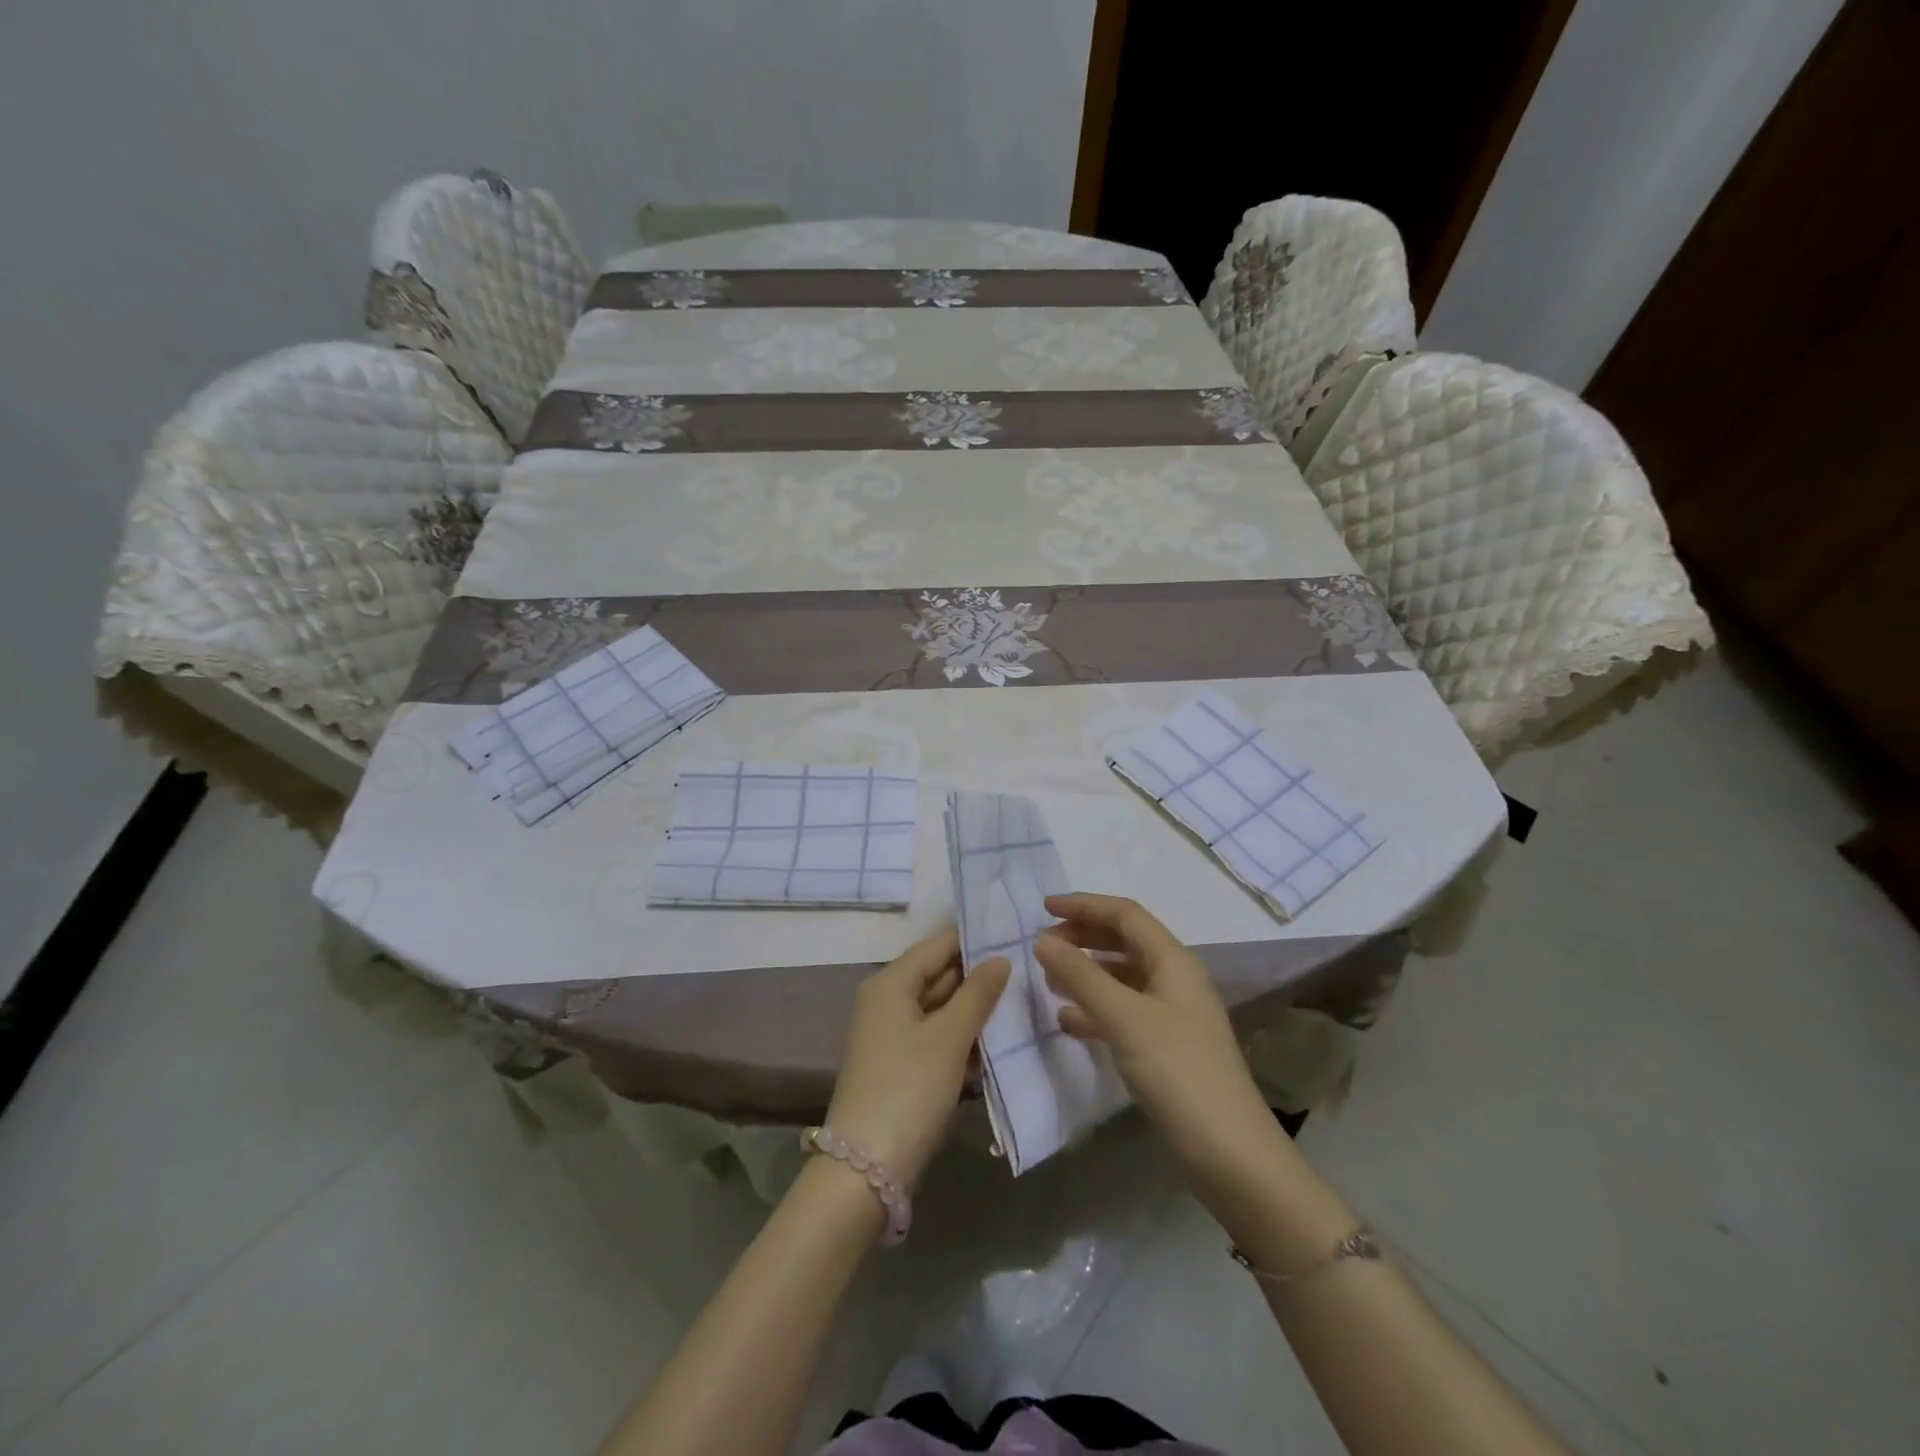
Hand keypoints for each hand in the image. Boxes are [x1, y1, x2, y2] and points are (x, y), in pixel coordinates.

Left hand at [825, 927, 1009, 1188]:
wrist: (866, 1166)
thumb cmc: (909, 1088)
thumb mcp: (949, 1037)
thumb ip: (977, 994)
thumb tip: (1000, 959)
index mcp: (891, 983)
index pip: (938, 944)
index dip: (975, 939)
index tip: (1016, 934)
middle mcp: (887, 1000)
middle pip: (939, 974)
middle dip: (980, 976)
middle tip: (1029, 969)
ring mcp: (893, 1034)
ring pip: (941, 1007)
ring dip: (975, 1009)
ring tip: (1023, 1000)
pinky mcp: (901, 1064)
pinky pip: (937, 1036)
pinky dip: (962, 1037)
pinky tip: (997, 1041)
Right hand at [1034, 893, 1280, 1190]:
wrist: (1229, 1152)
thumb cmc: (1177, 1071)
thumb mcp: (1124, 1018)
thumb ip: (1081, 976)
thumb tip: (1042, 939)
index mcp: (1173, 960)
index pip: (1125, 915)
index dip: (1084, 905)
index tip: (1043, 908)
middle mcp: (1175, 979)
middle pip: (1124, 941)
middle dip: (1083, 937)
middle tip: (1044, 945)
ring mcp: (1172, 1014)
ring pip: (1122, 977)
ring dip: (1086, 972)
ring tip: (1049, 979)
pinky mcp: (1167, 1046)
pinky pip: (1124, 1011)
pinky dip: (1095, 1008)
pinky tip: (1068, 1020)